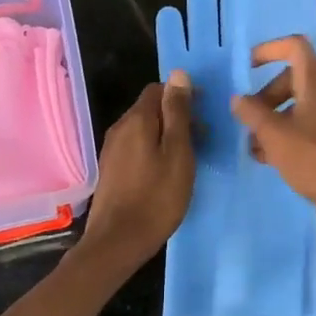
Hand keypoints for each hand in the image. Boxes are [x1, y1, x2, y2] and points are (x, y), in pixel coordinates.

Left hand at [78, 71, 195, 267]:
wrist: (118, 241)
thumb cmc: (157, 196)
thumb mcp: (178, 152)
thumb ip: (178, 112)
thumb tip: (179, 74)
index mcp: (137, 119)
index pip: (159, 89)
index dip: (183, 96)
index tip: (203, 115)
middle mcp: (120, 127)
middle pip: (150, 108)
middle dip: (176, 116)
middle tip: (201, 140)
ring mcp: (112, 149)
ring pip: (144, 128)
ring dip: (166, 135)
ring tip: (187, 158)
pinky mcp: (111, 169)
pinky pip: (136, 146)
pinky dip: (154, 149)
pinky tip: (166, 171)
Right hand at [230, 37, 315, 223]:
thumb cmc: (314, 159)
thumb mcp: (274, 135)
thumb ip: (252, 113)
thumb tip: (238, 99)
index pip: (295, 47)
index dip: (269, 49)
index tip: (247, 67)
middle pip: (293, 79)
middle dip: (266, 96)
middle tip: (248, 119)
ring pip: (298, 106)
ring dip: (273, 119)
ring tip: (253, 145)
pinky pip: (307, 126)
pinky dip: (287, 134)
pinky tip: (269, 158)